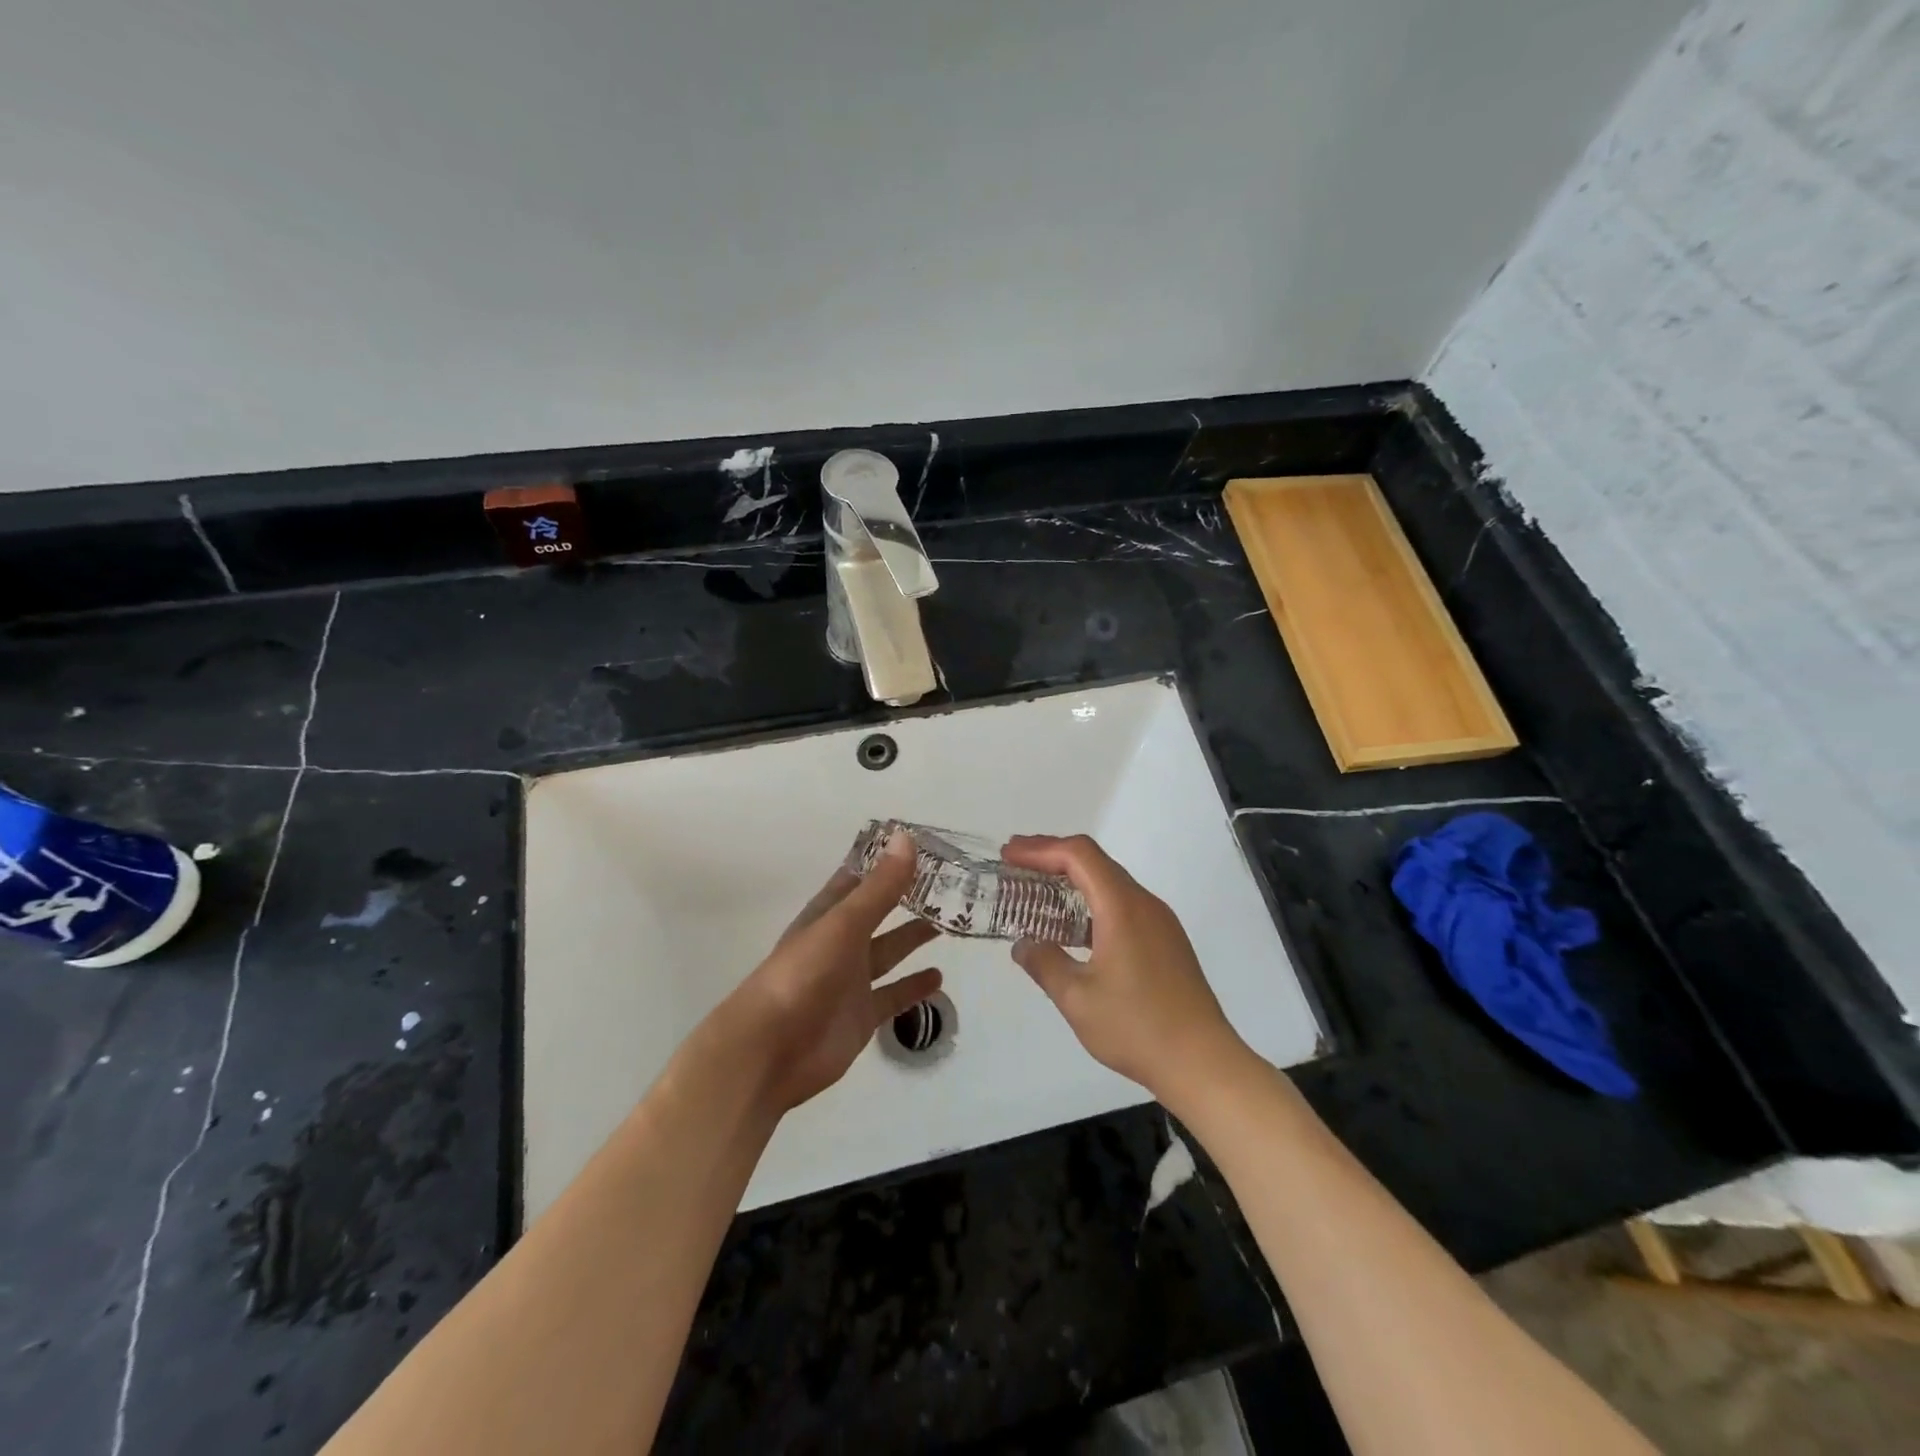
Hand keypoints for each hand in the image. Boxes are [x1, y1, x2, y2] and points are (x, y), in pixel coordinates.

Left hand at [723, 831, 942, 1112]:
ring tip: (948, 924)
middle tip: (948, 883)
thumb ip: (879, 888)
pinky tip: (938, 978)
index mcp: (828, 915)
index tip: (921, 845)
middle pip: (878, 913)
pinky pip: (893, 996)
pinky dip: (914, 987)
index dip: (884, 862)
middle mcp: (840, 943)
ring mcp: (850, 981)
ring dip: (912, 938)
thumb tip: (907, 838)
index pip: (858, 878)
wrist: (769, 1052)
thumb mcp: (843, 925)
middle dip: (906, 898)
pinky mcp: (861, 1016)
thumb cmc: (801, 977)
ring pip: (888, 952)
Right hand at [1002, 834, 1244, 1102]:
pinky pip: (1123, 905)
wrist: (1203, 1063)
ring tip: (1037, 891)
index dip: (1040, 849)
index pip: (1079, 855)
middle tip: (1015, 864)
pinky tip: (1073, 928)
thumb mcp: (1077, 999)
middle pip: (1095, 862)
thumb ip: (1045, 964)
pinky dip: (1091, 902)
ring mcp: (1160, 922)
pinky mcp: (1166, 941)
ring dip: (1072, 880)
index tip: (1008, 854)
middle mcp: (1144, 903)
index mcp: (1122, 906)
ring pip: (1110, 883)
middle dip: (1052, 857)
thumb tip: (1022, 944)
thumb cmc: (1137, 1027)